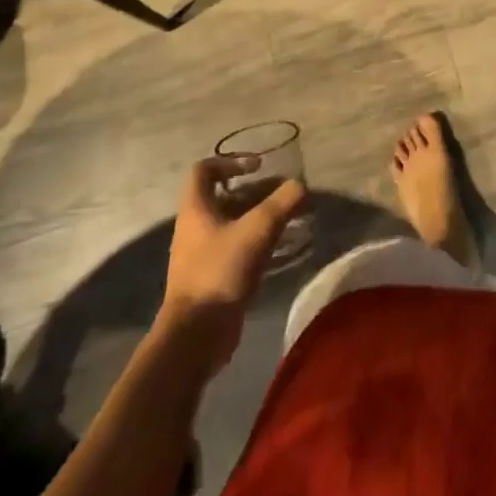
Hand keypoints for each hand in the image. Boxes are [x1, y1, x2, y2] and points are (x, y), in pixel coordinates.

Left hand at [161, 158, 306, 368]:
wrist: (195, 335)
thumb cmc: (220, 271)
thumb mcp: (258, 230)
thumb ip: (282, 203)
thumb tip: (300, 186)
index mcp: (196, 209)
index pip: (204, 170)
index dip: (230, 161)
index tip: (258, 167)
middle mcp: (194, 227)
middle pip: (223, 197)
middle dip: (255, 191)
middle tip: (283, 194)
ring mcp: (201, 254)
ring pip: (231, 223)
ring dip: (258, 217)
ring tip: (288, 218)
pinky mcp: (211, 277)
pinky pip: (235, 248)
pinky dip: (256, 242)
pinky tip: (279, 248)